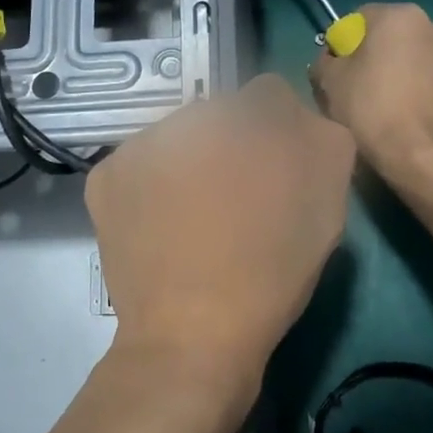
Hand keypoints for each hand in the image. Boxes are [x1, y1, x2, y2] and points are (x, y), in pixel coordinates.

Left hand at [87, 74, 354, 425]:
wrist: (191, 336)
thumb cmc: (270, 270)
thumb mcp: (327, 200)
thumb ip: (320, 136)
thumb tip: (296, 118)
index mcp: (248, 116)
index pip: (270, 96)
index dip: (280, 135)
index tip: (277, 177)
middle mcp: (188, 114)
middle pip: (219, 115)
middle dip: (231, 146)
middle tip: (236, 201)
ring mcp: (138, 144)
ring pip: (176, 139)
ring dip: (189, 163)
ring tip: (195, 219)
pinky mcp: (105, 177)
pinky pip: (140, 165)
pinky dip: (152, 185)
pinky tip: (162, 225)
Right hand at [309, 3, 432, 182]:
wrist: (424, 158)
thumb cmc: (371, 111)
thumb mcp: (329, 83)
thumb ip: (325, 60)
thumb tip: (332, 60)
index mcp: (400, 17)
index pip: (361, 18)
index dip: (345, 44)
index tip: (339, 71)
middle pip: (397, 38)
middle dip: (382, 57)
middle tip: (364, 91)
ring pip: (424, 61)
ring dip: (410, 75)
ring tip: (395, 109)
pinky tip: (420, 121)